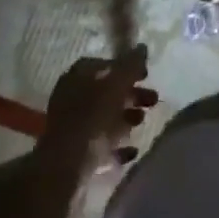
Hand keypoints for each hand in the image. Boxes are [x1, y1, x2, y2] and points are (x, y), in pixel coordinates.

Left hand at [36, 45, 157, 181]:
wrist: (66, 170)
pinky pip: (100, 145)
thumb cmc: (92, 119)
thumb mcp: (116, 85)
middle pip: (105, 92)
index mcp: (76, 78)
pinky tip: (133, 150)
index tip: (145, 75)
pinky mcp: (74, 156)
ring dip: (126, 118)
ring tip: (142, 122)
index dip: (126, 67)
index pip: (103, 65)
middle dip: (131, 95)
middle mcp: (70, 100)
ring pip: (103, 118)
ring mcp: (71, 129)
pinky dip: (117, 145)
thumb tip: (142, 47)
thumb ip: (131, 65)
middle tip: (152, 100)